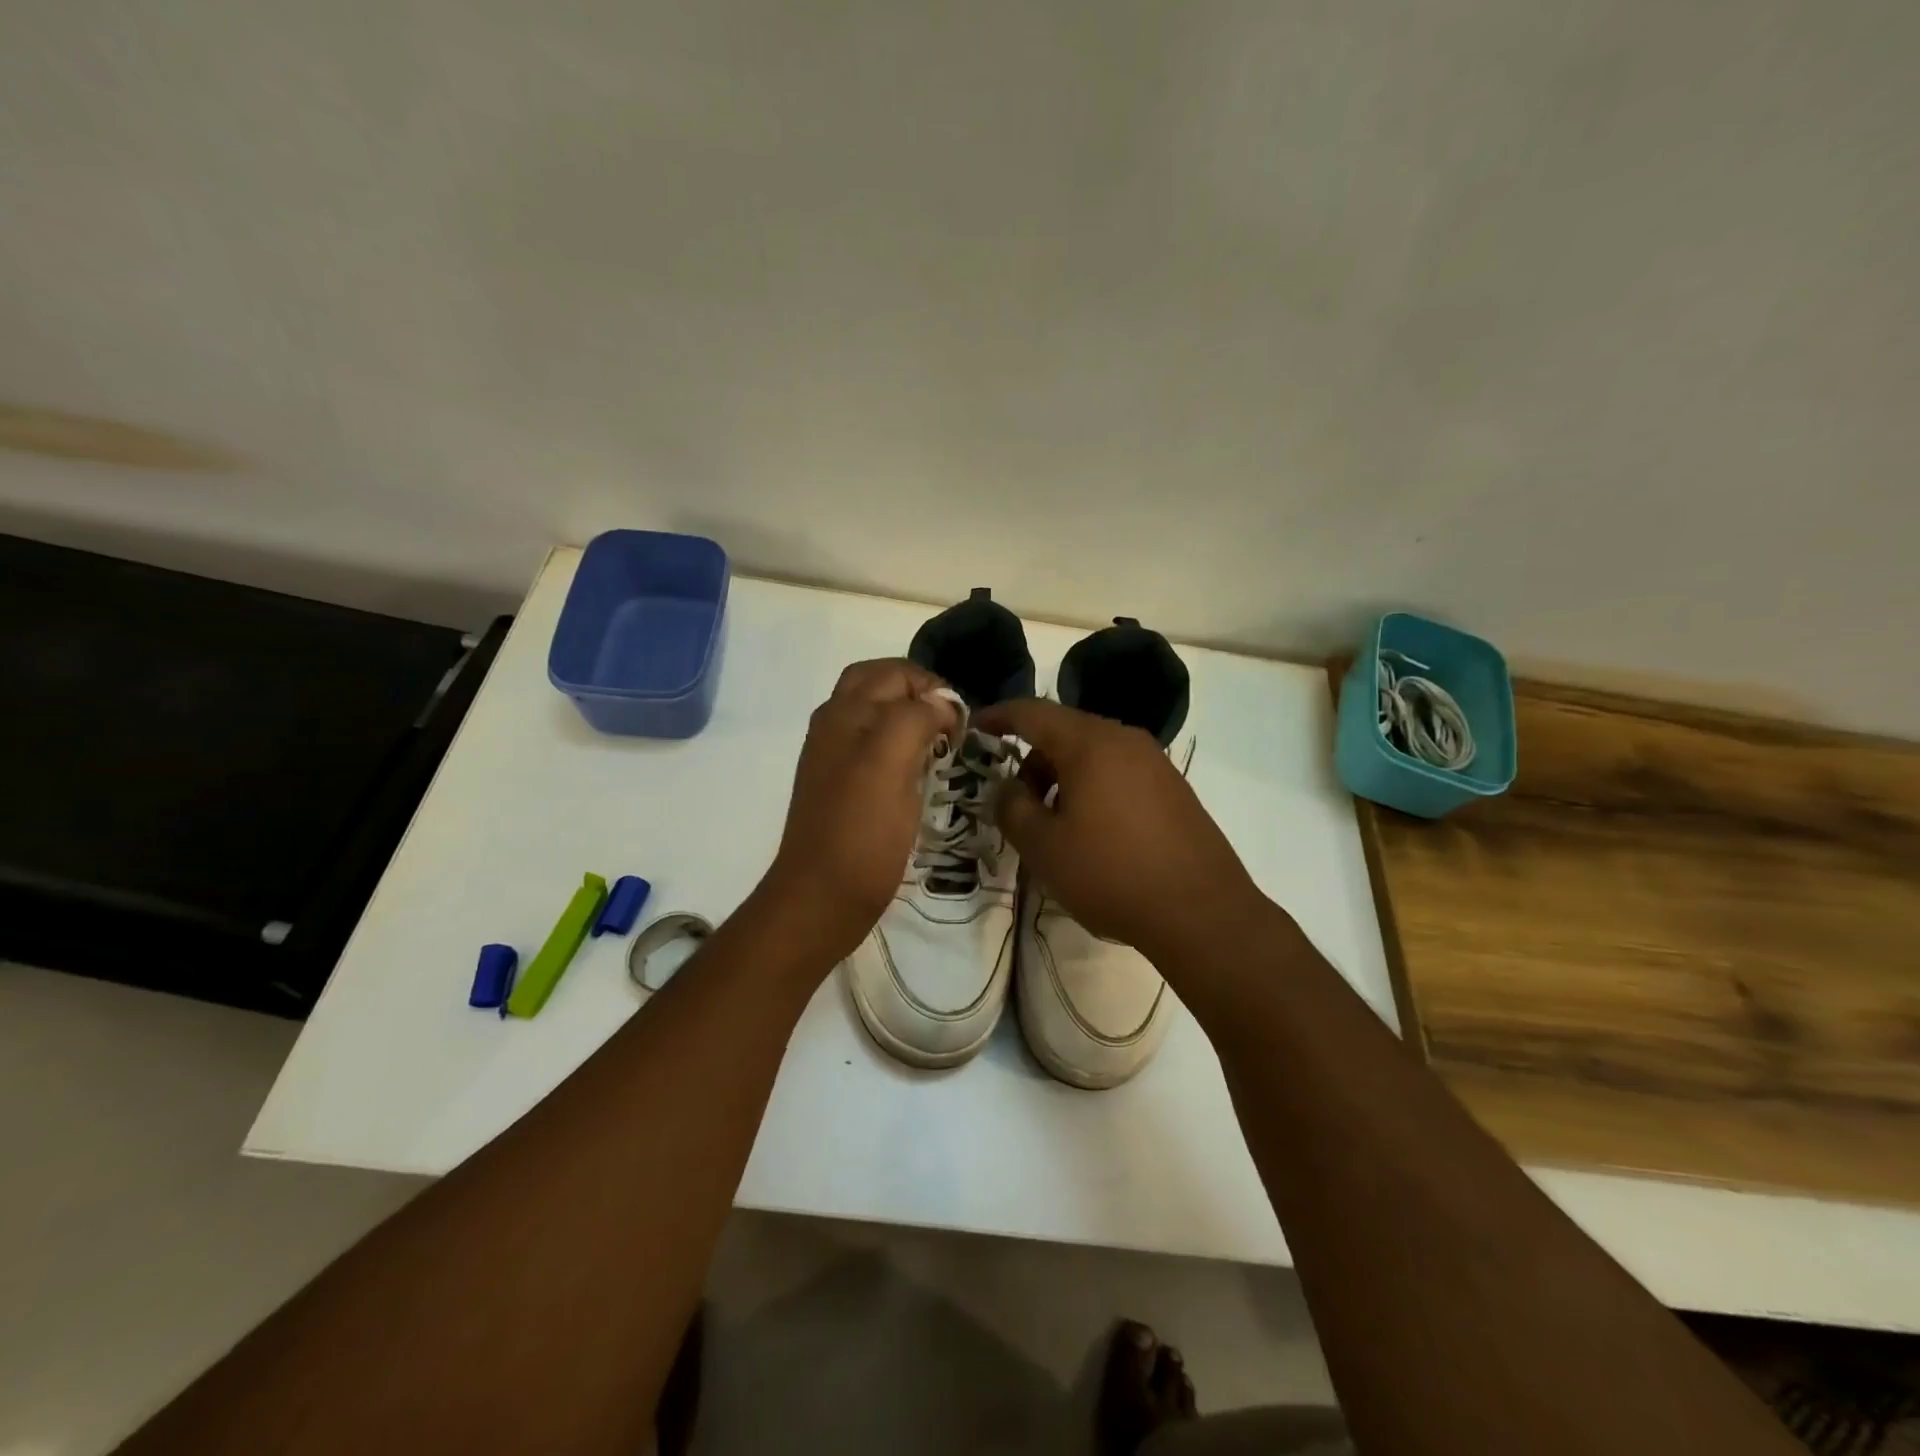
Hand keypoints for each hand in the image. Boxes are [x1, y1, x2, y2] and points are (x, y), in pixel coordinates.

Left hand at [760, 659, 956, 962]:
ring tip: (942, 748)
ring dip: (911, 722)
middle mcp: (835, 727)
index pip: (893, 672)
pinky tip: (921, 775)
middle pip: (880, 688)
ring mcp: (836, 759)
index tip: (961, 721)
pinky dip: (902, 750)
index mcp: (843, 713)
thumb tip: (941, 704)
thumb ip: (915, 717)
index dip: (932, 687)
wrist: (821, 898)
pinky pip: (876, 751)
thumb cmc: (860, 830)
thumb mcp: (889, 762)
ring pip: (878, 719)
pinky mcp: (844, 789)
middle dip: (919, 697)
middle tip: (952, 726)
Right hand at [974, 699, 1262, 963]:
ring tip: (1053, 825)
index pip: (1033, 713)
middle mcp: (1125, 740)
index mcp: (1090, 743)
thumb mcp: (1043, 847)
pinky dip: (1092, 788)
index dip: (999, 716)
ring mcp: (1155, 762)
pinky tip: (1092, 832)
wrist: (1201, 911)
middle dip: (1032, 760)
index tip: (975, 728)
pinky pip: (1119, 772)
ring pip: (1093, 754)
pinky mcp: (1173, 788)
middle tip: (1015, 802)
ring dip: (1062, 778)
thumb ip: (1012, 808)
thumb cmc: (1111, 874)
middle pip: (1065, 732)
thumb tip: (1007, 786)